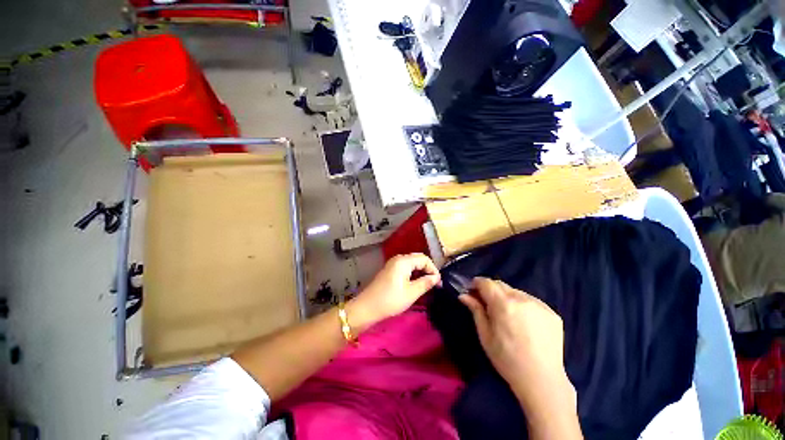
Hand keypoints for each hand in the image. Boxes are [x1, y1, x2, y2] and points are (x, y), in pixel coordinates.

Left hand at [353, 253, 440, 322]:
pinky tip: (415, 284)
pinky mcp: (389, 270)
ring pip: (412, 263)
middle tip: (435, 284)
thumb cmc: (390, 300)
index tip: (438, 283)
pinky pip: (405, 268)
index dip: (433, 269)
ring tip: (427, 285)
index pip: (424, 259)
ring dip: (421, 272)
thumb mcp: (411, 293)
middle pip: (418, 259)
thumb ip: (425, 283)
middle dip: (428, 269)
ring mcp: (392, 264)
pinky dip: (413, 274)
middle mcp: (398, 259)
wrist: (367, 307)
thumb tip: (436, 278)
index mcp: (403, 261)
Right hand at [459, 278, 575, 410]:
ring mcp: (539, 305)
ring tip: (507, 315)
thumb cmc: (507, 359)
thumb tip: (464, 295)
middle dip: (491, 290)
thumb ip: (475, 310)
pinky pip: (531, 301)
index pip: (486, 282)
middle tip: (487, 304)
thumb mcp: (485, 335)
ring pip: (516, 292)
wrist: (542, 380)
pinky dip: (523, 305)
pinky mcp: (552, 313)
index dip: (477, 284)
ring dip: (507, 297)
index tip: (472, 291)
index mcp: (503, 304)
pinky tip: (524, 322)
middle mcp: (522, 299)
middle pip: (501, 285)